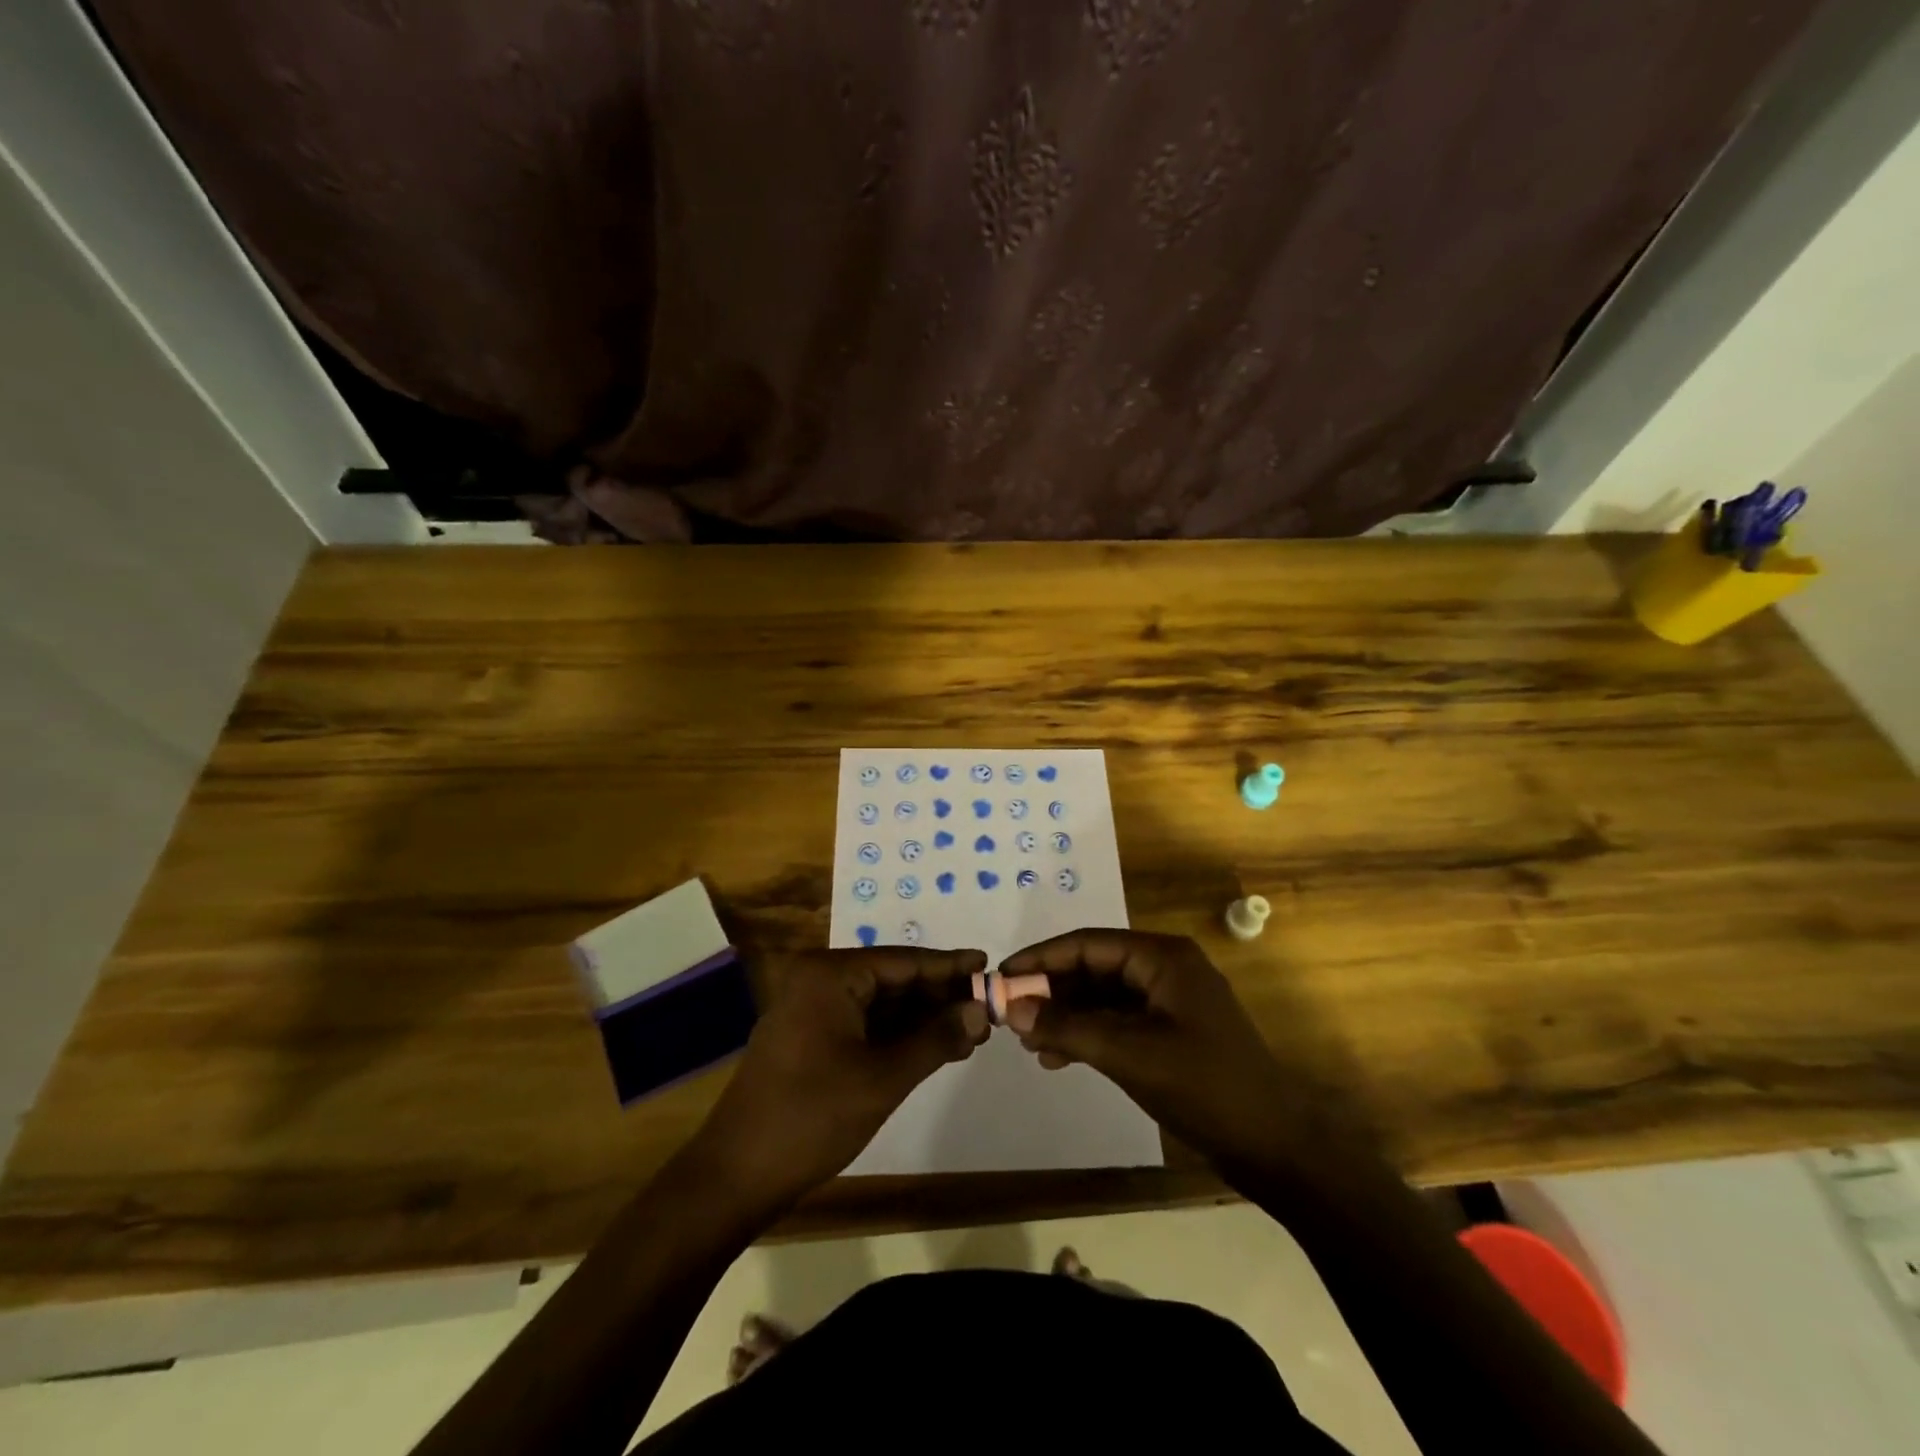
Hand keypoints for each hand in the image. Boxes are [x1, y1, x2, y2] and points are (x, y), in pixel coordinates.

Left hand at [693, 947, 988, 1207]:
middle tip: (987, 1010)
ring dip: (922, 1019)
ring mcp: (811, 1010)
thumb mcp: (883, 1078)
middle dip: (939, 997)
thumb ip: (935, 1039)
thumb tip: (979, 1011)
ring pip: (880, 1004)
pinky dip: (897, 1036)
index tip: (989, 965)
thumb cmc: (812, 1117)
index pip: (904, 961)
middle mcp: (819, 981)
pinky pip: (863, 1024)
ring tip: (970, 1033)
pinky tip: (933, 1048)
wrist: (735, 1176)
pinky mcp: (809, 1039)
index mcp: (830, 975)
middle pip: (893, 980)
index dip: (949, 966)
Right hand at [1000, 930, 1308, 1170]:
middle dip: (1051, 990)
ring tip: (1030, 1043)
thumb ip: (1068, 1027)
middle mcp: (1164, 968)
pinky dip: (1088, 1035)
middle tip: (1011, 1014)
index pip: (1087, 944)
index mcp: (1162, 957)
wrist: (1275, 1146)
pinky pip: (1118, 1021)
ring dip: (1066, 1016)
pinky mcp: (1170, 1032)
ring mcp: (1169, 1001)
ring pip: (1102, 997)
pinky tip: (1059, 1058)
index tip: (1002, 977)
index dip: (1041, 958)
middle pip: (1093, 968)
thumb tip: (1013, 1009)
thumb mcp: (1129, 1054)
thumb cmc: (1204, 1087)